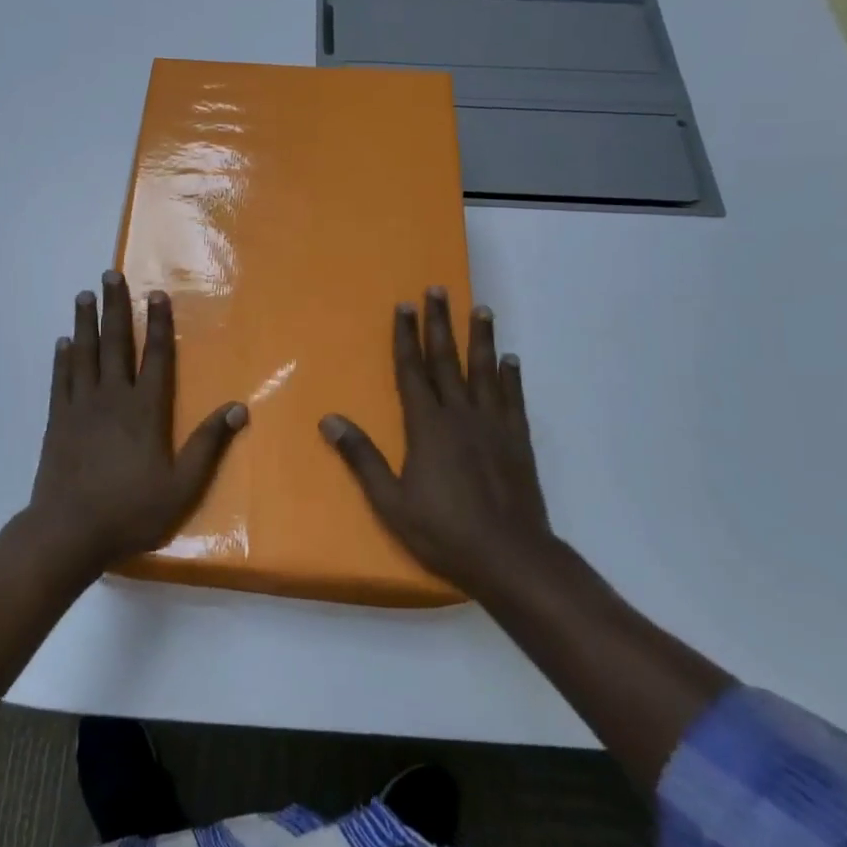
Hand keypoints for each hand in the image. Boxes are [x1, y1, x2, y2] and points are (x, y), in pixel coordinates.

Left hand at [29, 271, 246, 572]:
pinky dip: (62, 359)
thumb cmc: (130, 511)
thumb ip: (208, 445)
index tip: (156, 294)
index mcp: (145, 410)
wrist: (68, 532)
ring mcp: (80, 407)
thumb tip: (238, 408)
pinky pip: (60, 380)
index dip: (158, 324)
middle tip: (110, 275)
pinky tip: (63, 342)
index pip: (155, 357)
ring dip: (85, 322)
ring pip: (85, 354)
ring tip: (85, 294)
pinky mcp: (57, 421)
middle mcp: (112, 398)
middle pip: (115, 344)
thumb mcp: (182, 487)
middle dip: (115, 307)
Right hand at [319, 287, 552, 600]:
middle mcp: (460, 414)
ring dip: (481, 338)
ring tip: (480, 308)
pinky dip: (512, 376)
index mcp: (427, 426)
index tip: (403, 306)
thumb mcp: (390, 501)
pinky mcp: (518, 440)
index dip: (406, 337)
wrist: (510, 556)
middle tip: (438, 290)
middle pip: (447, 360)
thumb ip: (361, 457)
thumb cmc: (443, 531)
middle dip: (440, 323)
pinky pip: (514, 398)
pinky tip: (511, 359)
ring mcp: (493, 425)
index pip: (412, 371)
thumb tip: (329, 420)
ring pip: (485, 370)